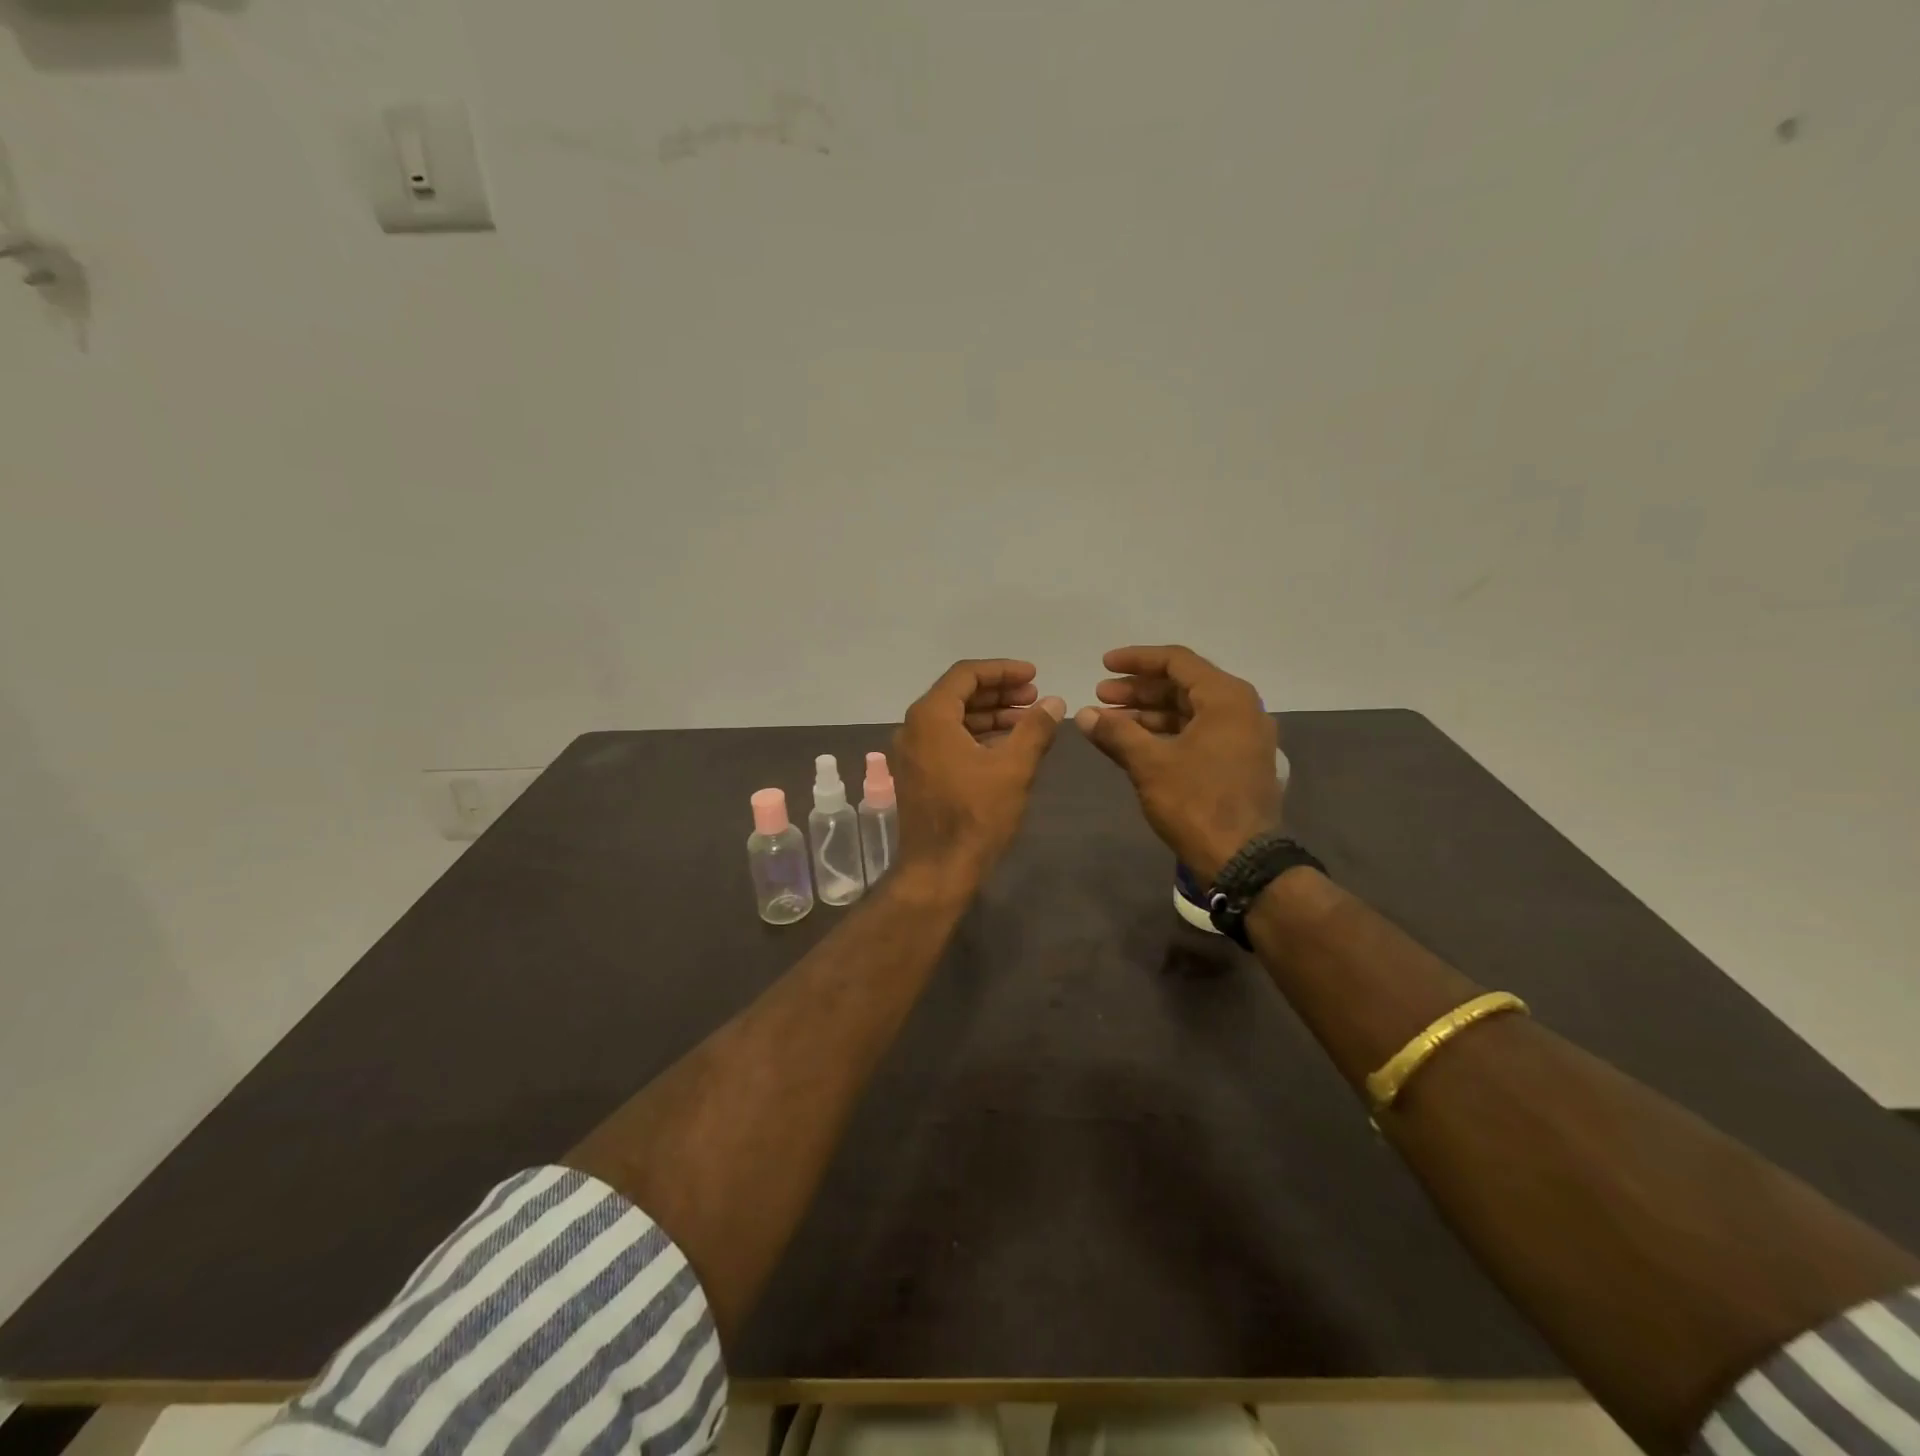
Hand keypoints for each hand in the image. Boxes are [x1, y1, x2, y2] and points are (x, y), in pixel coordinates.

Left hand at [893, 659, 1065, 885]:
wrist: (937, 871)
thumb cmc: (975, 815)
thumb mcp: (1013, 768)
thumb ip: (1035, 728)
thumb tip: (1054, 701)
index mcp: (930, 717)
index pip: (966, 675)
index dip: (1003, 670)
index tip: (1034, 676)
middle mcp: (913, 728)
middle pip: (958, 694)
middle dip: (998, 693)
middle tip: (1035, 698)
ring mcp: (912, 753)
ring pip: (953, 719)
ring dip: (990, 716)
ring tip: (1028, 721)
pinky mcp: (917, 774)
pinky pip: (947, 741)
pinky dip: (976, 736)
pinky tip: (1007, 745)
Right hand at [1075, 645, 1282, 883]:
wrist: (1241, 860)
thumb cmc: (1196, 802)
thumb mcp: (1149, 763)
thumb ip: (1115, 732)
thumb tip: (1084, 714)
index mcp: (1226, 698)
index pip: (1176, 661)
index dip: (1136, 660)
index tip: (1103, 665)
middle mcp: (1241, 709)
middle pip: (1182, 685)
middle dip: (1138, 690)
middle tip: (1100, 696)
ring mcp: (1243, 737)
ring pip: (1189, 711)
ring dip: (1148, 713)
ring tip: (1109, 721)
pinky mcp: (1238, 762)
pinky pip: (1198, 733)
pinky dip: (1166, 733)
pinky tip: (1135, 743)